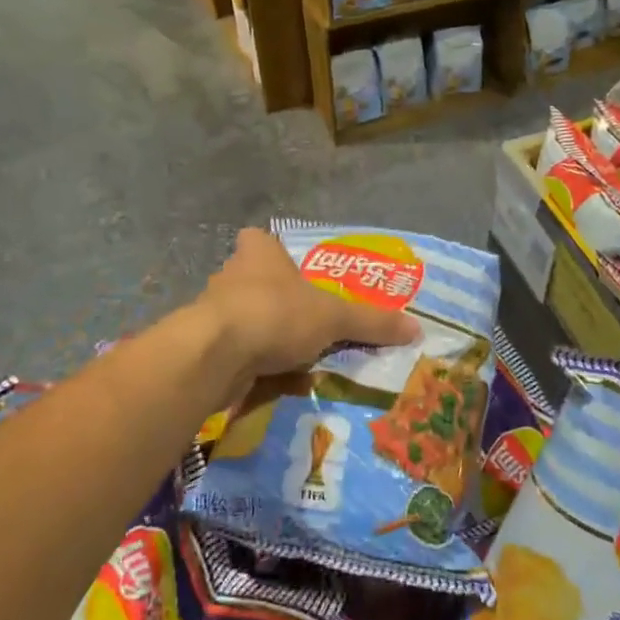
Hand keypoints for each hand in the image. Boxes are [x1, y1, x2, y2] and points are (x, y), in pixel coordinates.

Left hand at [199, 228, 420, 391]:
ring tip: (294, 354)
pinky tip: (271, 379)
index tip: (294, 276)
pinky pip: (234, 350)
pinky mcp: (202, 346)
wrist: (215, 355)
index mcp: (258, 253)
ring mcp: (212, 311)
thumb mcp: (334, 317)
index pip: (262, 241)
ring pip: (243, 317)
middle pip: (254, 280)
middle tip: (306, 320)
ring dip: (263, 333)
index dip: (276, 255)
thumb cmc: (275, 314)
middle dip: (276, 299)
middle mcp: (231, 275)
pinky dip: (250, 362)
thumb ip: (372, 322)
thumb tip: (417, 328)